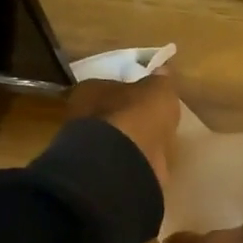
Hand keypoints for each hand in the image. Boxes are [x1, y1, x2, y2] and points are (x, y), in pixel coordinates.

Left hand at [67, 74, 180, 193]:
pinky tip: (146, 161)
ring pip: (111, 138)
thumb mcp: (158, 90)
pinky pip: (118, 159)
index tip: (143, 97)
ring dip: (128, 140)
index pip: (108, 86)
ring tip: (150, 143)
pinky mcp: (97, 171)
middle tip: (147, 120)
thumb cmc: (137, 116)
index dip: (127, 91)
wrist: (123, 163)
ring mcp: (86, 146)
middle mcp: (80, 115)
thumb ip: (160, 81)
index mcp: (89, 89)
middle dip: (125, 116)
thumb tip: (162, 71)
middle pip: (107, 113)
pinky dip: (130, 160)